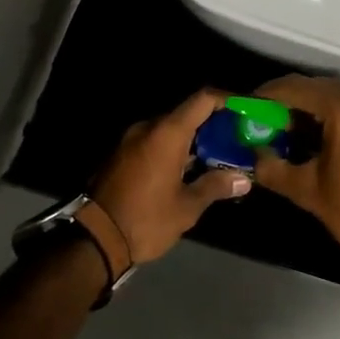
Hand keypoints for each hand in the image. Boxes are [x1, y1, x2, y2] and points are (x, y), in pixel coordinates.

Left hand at [82, 89, 251, 274]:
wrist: (94, 239)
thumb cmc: (146, 219)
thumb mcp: (187, 207)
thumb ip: (215, 186)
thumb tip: (243, 179)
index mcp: (167, 133)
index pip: (202, 100)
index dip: (226, 100)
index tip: (245, 110)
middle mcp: (148, 128)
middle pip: (186, 114)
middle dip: (213, 125)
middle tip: (235, 140)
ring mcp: (131, 140)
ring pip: (169, 130)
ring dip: (192, 140)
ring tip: (216, 158)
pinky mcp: (121, 155)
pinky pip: (154, 142)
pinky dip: (174, 149)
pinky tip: (188, 170)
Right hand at [250, 75, 339, 267]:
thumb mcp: (311, 193)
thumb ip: (275, 169)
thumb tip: (255, 156)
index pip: (296, 88)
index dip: (267, 96)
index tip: (247, 107)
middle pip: (319, 89)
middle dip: (290, 104)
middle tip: (265, 124)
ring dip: (314, 111)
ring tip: (291, 134)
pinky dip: (338, 116)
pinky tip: (323, 138)